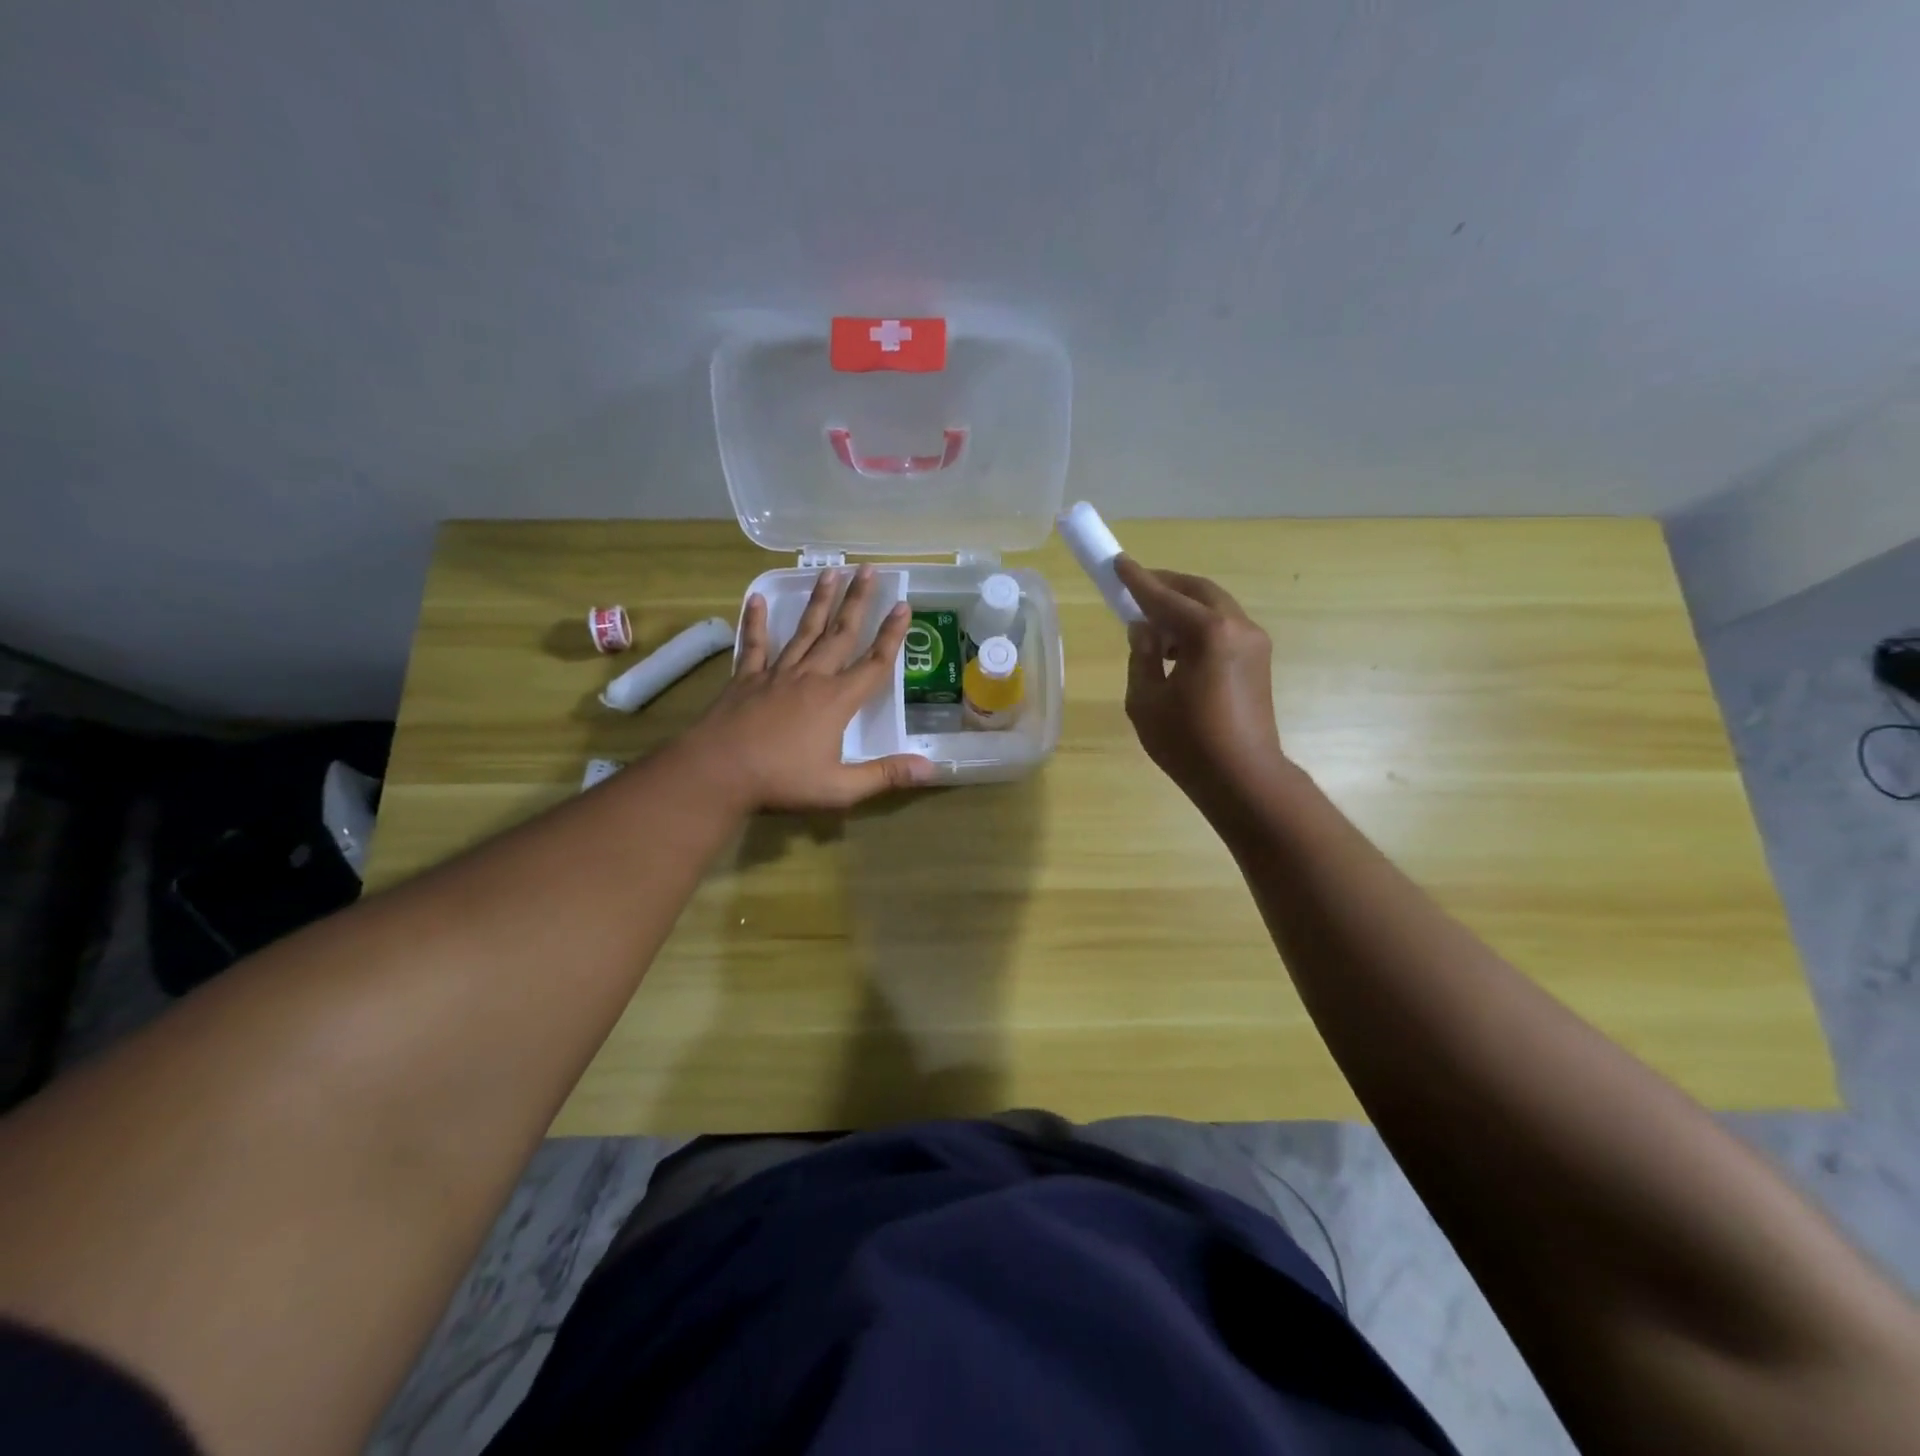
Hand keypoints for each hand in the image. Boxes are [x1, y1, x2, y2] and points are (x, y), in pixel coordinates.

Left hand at [691, 566, 935, 811]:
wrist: (717, 773)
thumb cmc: (781, 781)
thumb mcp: (840, 788)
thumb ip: (885, 775)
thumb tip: (930, 769)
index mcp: (836, 701)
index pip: (873, 664)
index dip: (891, 635)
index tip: (904, 605)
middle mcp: (810, 678)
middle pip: (840, 634)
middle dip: (858, 601)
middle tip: (869, 569)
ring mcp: (776, 675)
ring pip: (803, 631)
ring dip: (819, 601)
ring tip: (830, 573)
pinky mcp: (745, 679)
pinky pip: (754, 645)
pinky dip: (756, 621)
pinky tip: (758, 598)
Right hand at [1112, 555, 1289, 817]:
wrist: (1244, 779)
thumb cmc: (1188, 743)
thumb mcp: (1146, 699)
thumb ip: (1141, 655)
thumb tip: (1144, 628)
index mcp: (1208, 633)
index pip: (1164, 597)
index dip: (1137, 581)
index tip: (1118, 563)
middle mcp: (1237, 627)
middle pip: (1197, 591)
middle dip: (1165, 586)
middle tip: (1136, 587)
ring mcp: (1254, 642)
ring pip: (1214, 608)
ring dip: (1183, 607)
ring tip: (1152, 622)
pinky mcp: (1258, 661)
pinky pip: (1224, 627)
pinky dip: (1198, 626)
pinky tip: (1176, 647)